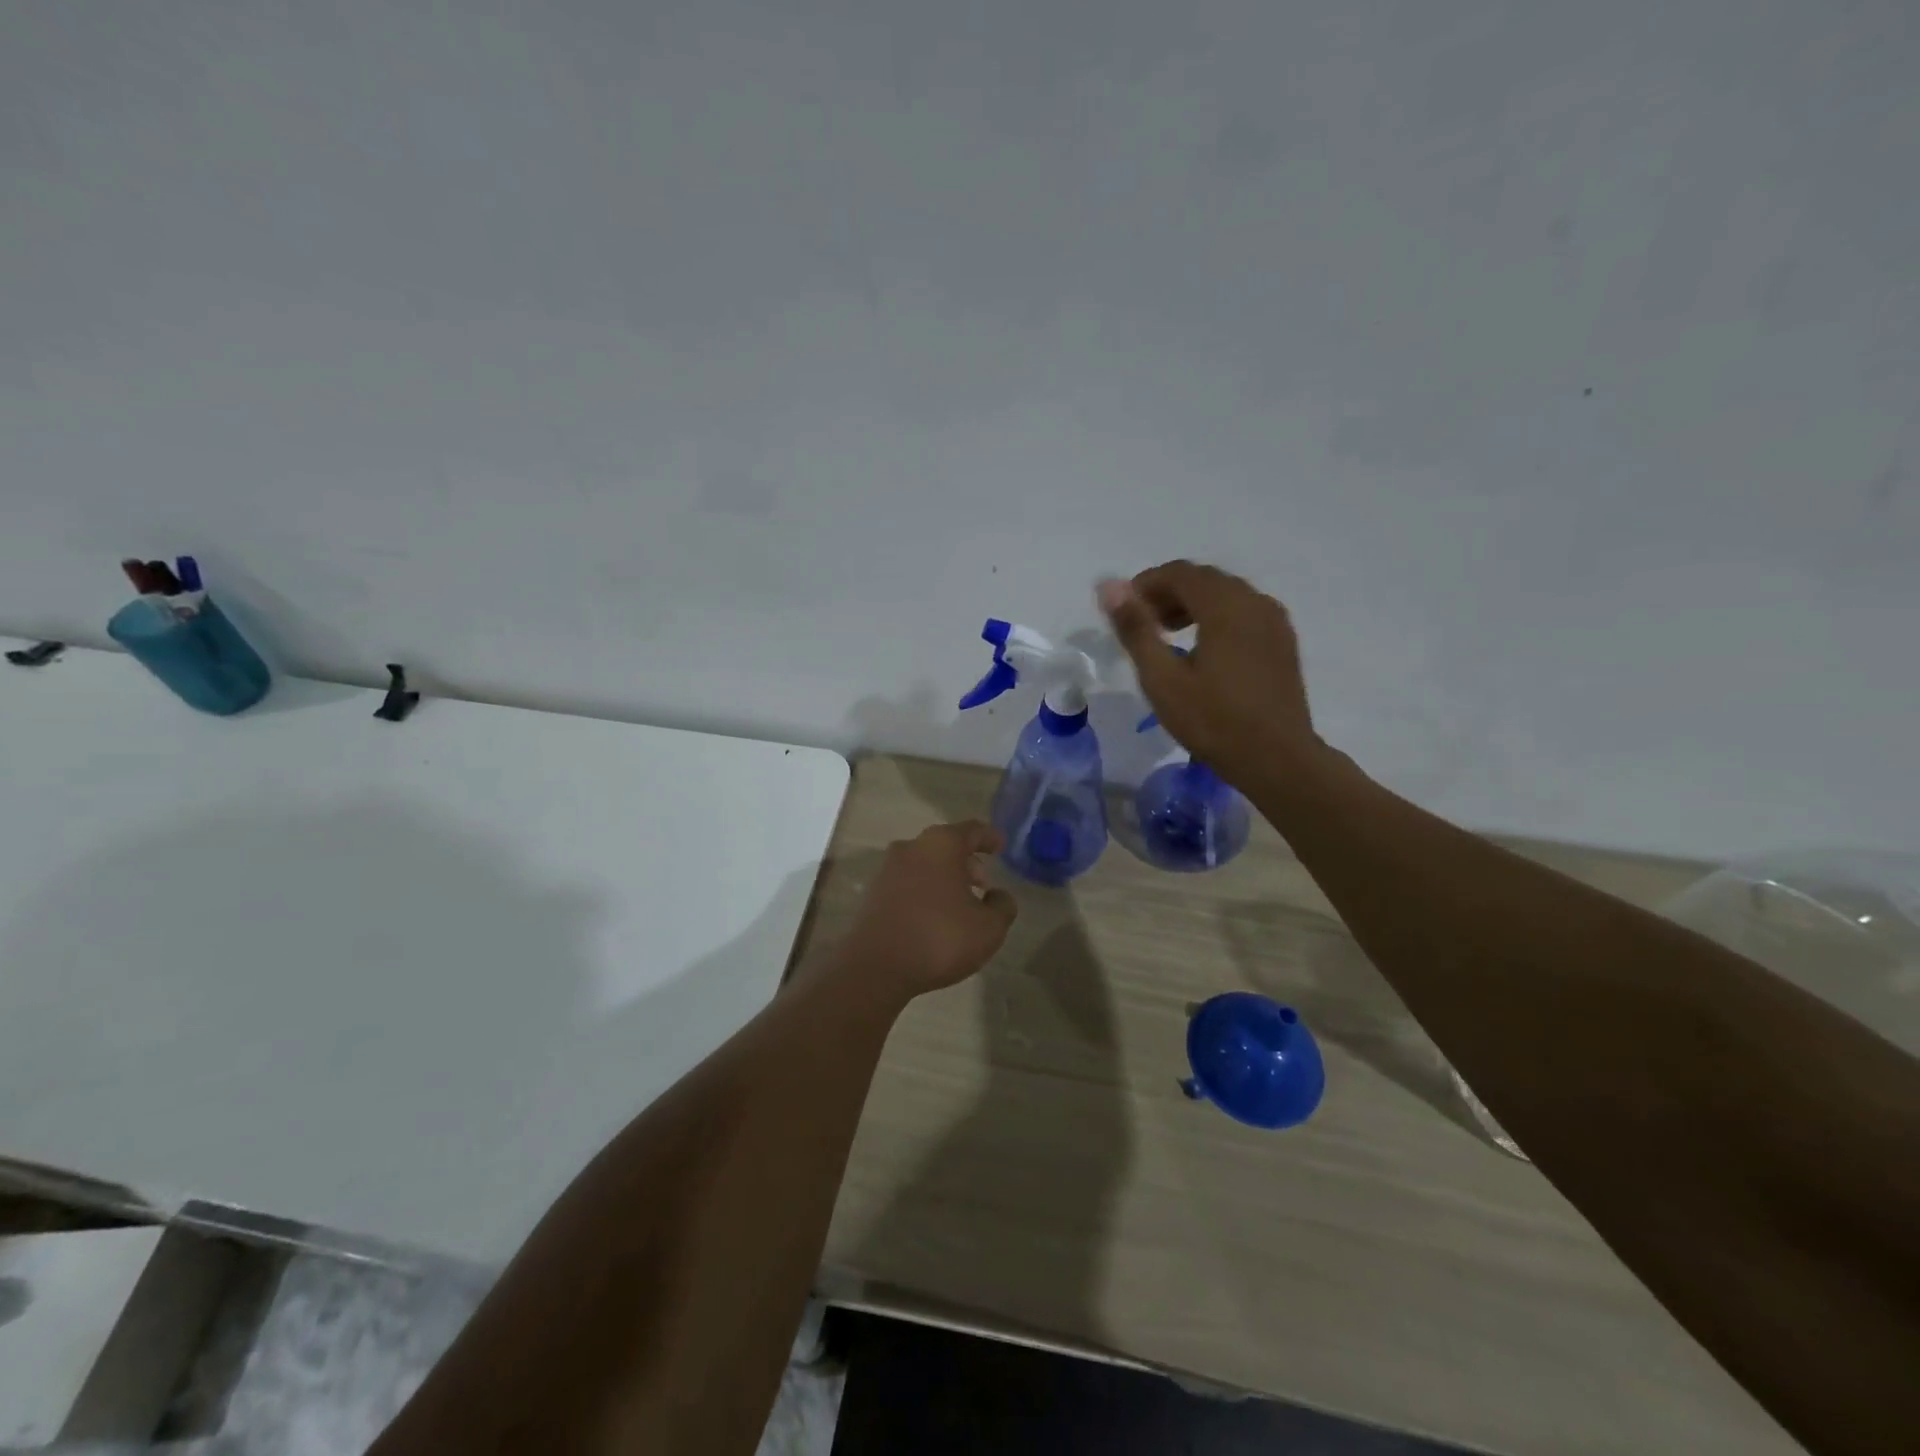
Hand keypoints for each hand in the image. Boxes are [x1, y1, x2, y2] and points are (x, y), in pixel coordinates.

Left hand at [837, 820, 1017, 1002]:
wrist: (875, 967)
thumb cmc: (940, 938)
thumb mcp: (988, 928)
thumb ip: (1002, 906)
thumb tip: (997, 895)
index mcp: (941, 844)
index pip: (972, 830)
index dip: (989, 838)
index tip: (1000, 846)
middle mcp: (912, 847)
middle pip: (946, 846)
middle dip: (967, 862)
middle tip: (983, 885)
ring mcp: (888, 869)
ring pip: (925, 864)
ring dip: (945, 878)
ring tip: (961, 904)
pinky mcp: (873, 893)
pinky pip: (908, 884)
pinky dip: (925, 892)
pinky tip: (934, 917)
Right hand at [1098, 561, 1320, 790]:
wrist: (1277, 759)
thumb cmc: (1213, 721)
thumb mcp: (1162, 678)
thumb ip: (1135, 629)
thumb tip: (1109, 587)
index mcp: (1225, 606)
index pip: (1179, 573)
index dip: (1145, 584)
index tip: (1123, 612)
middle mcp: (1255, 602)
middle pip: (1204, 580)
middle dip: (1168, 593)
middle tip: (1142, 625)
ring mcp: (1274, 621)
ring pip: (1227, 595)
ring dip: (1193, 604)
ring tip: (1168, 636)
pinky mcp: (1283, 642)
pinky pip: (1244, 612)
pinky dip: (1217, 617)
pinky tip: (1203, 650)